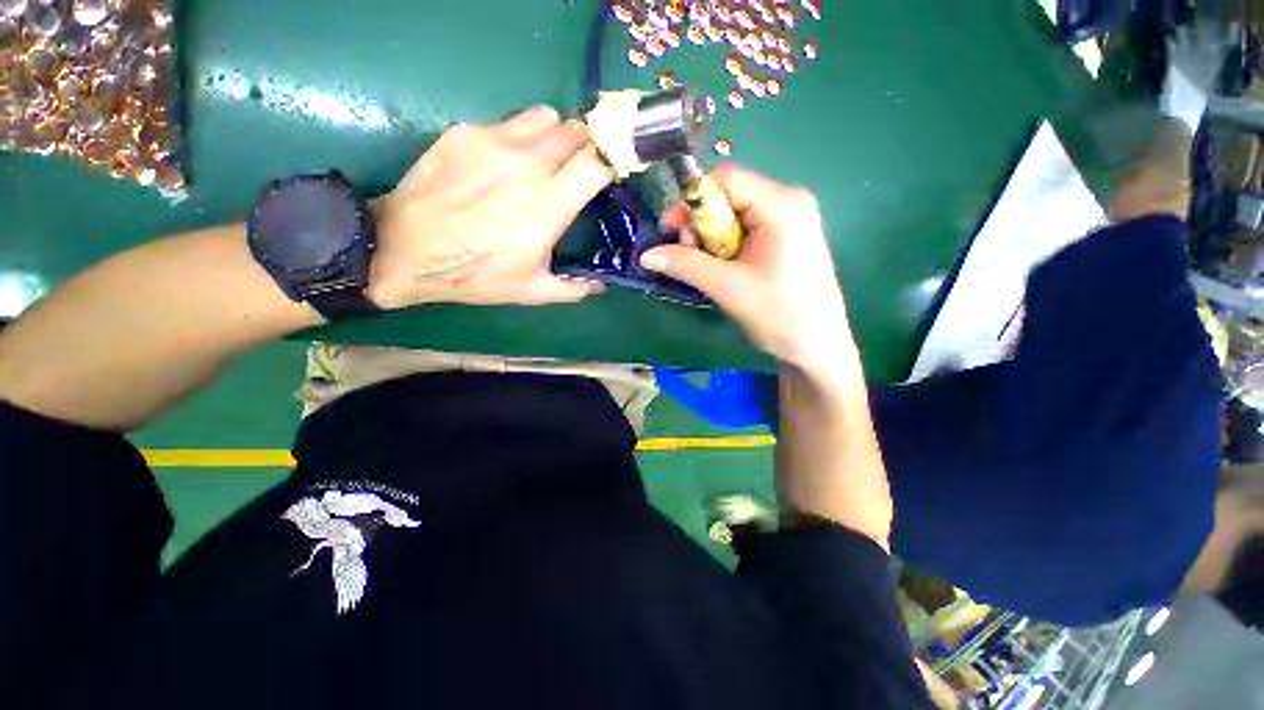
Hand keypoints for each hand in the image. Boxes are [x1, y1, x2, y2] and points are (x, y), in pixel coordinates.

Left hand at [368, 106, 613, 308]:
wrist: (405, 251)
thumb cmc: (476, 275)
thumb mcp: (532, 292)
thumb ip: (574, 288)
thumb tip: (600, 284)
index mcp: (549, 205)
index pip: (597, 163)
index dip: (608, 165)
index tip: (606, 176)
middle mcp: (528, 164)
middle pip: (576, 131)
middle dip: (585, 146)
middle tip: (577, 166)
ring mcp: (494, 141)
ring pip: (545, 116)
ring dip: (554, 134)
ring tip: (544, 158)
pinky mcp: (465, 131)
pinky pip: (507, 122)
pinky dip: (517, 137)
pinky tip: (502, 162)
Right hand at [640, 165, 856, 373]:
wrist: (817, 347)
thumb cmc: (778, 314)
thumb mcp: (727, 287)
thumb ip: (684, 264)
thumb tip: (645, 254)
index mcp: (781, 203)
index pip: (724, 178)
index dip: (692, 201)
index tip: (674, 233)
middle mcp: (788, 201)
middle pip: (728, 195)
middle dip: (700, 224)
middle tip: (688, 256)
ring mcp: (790, 219)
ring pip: (734, 214)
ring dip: (711, 239)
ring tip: (708, 269)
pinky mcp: (786, 237)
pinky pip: (745, 228)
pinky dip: (726, 245)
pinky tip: (724, 269)